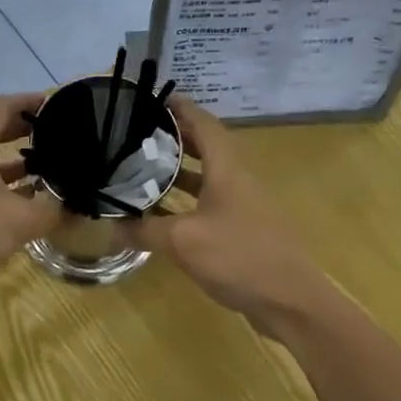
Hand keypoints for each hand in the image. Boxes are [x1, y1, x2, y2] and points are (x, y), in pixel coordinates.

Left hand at [0, 93, 62, 297]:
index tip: (55, 103)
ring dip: (14, 158)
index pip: (2, 106)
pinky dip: (2, 180)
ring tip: (49, 166)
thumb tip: (78, 207)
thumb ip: (53, 210)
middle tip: (57, 134)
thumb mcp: (20, 221)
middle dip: (24, 129)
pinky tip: (25, 198)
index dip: (28, 101)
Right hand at [119, 96, 326, 327]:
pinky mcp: (241, 230)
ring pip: (206, 177)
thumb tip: (109, 227)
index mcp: (227, 169)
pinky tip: (160, 214)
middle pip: (204, 146)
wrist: (290, 301)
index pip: (203, 123)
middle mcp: (236, 180)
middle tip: (137, 134)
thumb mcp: (183, 241)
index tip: (150, 99)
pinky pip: (207, 203)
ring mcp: (241, 206)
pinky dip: (184, 201)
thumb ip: (144, 230)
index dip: (179, 107)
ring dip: (177, 170)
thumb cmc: (239, 257)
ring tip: (140, 167)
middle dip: (173, 136)